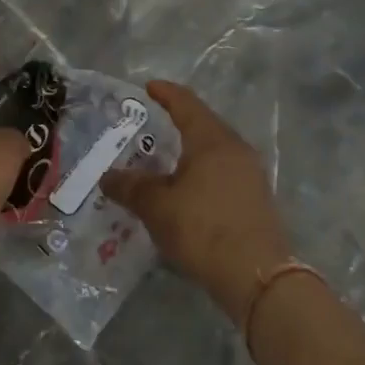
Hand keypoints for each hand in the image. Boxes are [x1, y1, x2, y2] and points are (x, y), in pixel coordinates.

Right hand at [100, 80, 293, 323]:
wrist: (257, 276)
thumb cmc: (203, 229)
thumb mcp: (157, 207)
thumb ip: (131, 187)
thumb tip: (107, 176)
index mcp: (212, 140)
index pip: (187, 104)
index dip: (166, 94)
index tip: (149, 87)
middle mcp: (235, 149)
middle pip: (204, 124)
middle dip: (178, 121)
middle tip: (152, 124)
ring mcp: (251, 174)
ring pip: (215, 151)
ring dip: (190, 150)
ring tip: (166, 159)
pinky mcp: (256, 199)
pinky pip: (224, 172)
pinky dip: (202, 171)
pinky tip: (188, 189)